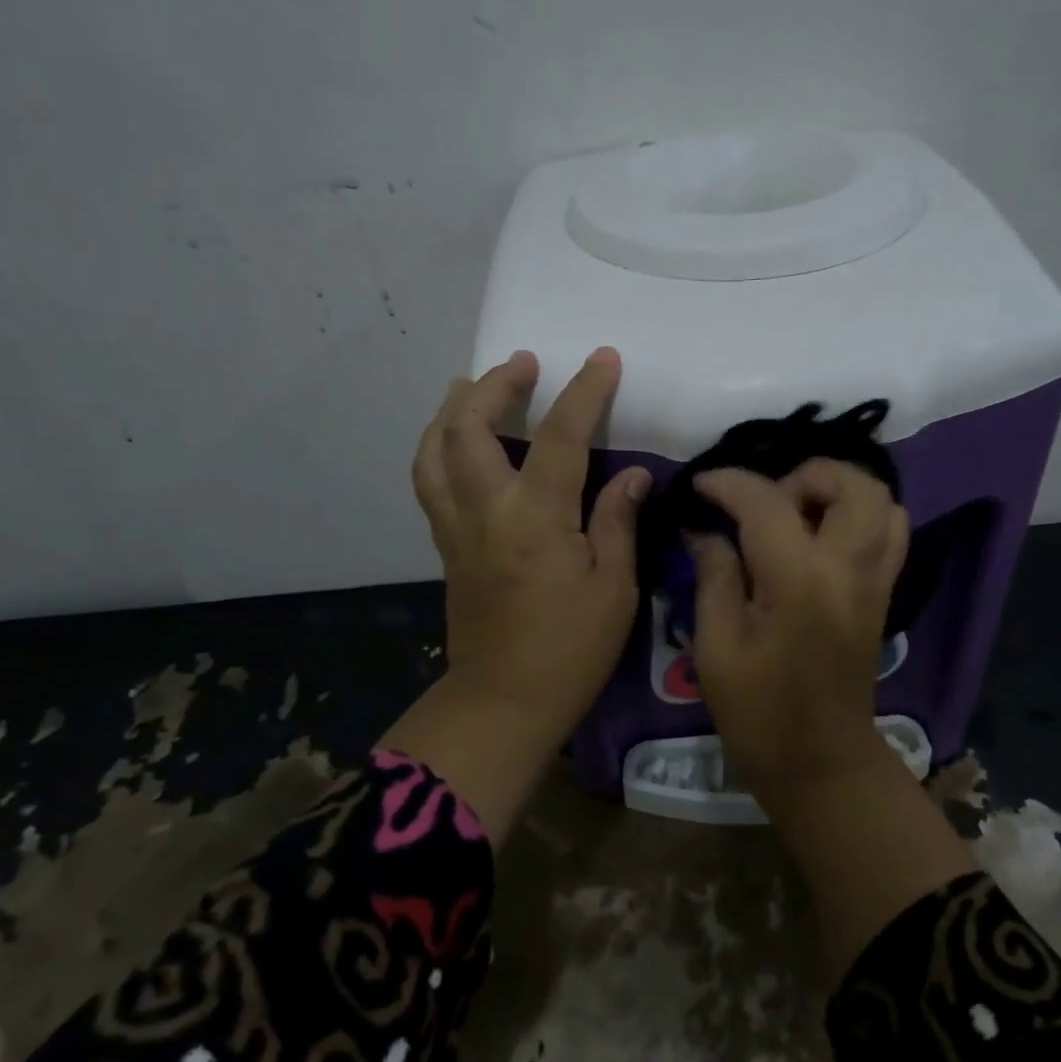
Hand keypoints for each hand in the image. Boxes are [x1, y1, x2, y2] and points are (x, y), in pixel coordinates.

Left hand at [412, 347, 649, 748]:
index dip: (583, 391)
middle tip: (523, 363)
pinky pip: (430, 480)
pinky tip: (460, 443)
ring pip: (434, 450)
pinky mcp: (446, 547)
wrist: (505, 702)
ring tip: (474, 387)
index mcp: (535, 518)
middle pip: (467, 428)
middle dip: (494, 384)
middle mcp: (486, 510)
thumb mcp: (614, 588)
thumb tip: (629, 474)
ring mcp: (457, 528)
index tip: (602, 358)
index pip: (559, 437)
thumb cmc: (571, 650)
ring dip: (452, 409)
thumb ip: (617, 521)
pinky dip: (440, 446)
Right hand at [688, 461, 908, 797]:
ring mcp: (875, 581)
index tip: (701, 485)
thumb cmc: (758, 711)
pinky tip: (821, 536)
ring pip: (883, 502)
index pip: (767, 501)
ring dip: (838, 491)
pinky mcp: (883, 595)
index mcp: (799, 580)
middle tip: (765, 501)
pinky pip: (890, 533)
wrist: (821, 762)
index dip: (728, 483)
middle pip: (853, 484)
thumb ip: (713, 576)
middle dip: (806, 475)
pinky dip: (860, 516)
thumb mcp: (716, 646)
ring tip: (796, 513)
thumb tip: (704, 531)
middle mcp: (849, 568)